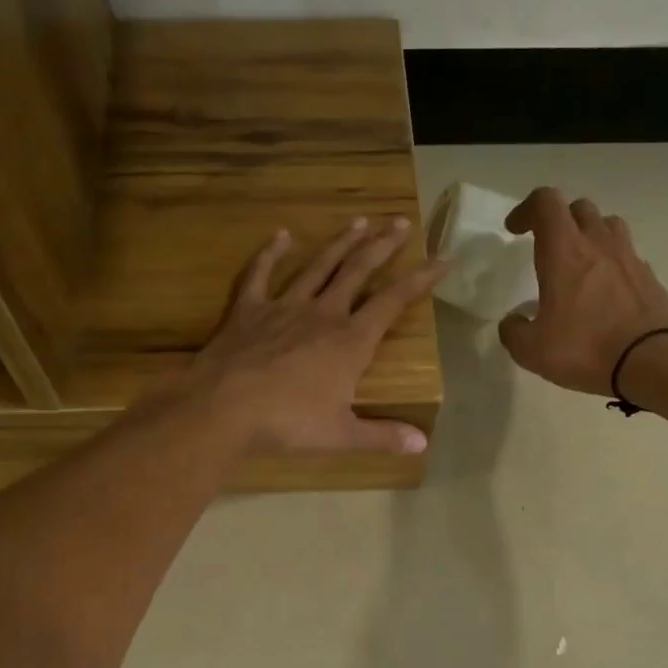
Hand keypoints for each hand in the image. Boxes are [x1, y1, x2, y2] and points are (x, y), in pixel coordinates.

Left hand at [188, 216, 446, 452]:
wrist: (225, 407)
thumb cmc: (288, 423)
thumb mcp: (341, 435)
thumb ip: (382, 437)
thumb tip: (422, 445)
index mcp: (351, 341)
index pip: (394, 301)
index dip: (421, 278)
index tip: (443, 258)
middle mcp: (323, 314)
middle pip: (358, 271)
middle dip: (383, 246)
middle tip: (401, 222)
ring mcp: (284, 307)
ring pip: (318, 266)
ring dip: (340, 243)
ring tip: (359, 221)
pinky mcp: (249, 309)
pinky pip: (261, 274)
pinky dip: (270, 253)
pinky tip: (280, 235)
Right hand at [497, 188, 667, 395]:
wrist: (649, 362)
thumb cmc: (583, 348)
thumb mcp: (531, 350)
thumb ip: (514, 331)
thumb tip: (513, 322)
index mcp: (564, 252)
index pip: (546, 203)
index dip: (526, 209)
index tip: (514, 230)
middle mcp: (598, 244)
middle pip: (579, 208)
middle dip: (558, 220)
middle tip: (546, 246)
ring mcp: (628, 258)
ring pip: (608, 225)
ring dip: (589, 235)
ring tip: (579, 262)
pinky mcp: (649, 277)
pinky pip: (627, 256)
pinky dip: (611, 263)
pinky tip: (604, 292)